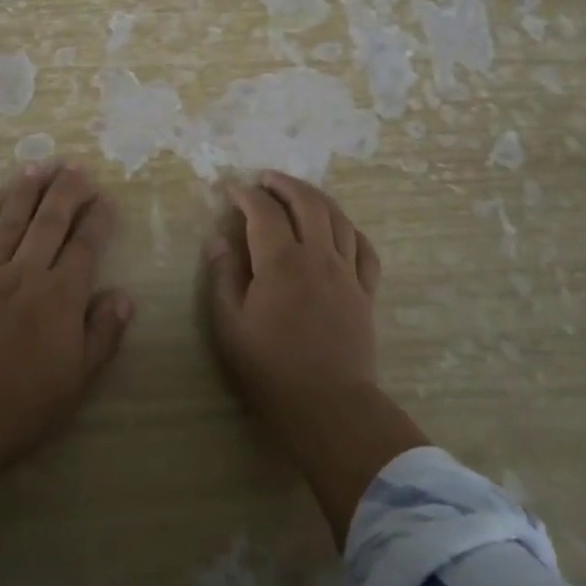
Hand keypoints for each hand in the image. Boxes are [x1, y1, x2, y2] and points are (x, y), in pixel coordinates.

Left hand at [0, 162, 133, 460]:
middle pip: (49, 223)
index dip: (97, 220)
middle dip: (65, 192)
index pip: (85, 246)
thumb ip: (103, 332)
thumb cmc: (28, 399)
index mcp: (62, 294)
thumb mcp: (80, 375)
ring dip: (23, 194)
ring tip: (34, 167)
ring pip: (9, 224)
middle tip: (74, 166)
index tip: (105, 197)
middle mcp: (28, 274)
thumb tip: (124, 296)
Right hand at [204, 171, 425, 544]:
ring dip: (316, 198)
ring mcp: (347, 272)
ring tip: (299, 193)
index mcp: (281, 262)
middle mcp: (318, 256)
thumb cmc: (271, 368)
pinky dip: (350, 229)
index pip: (264, 211)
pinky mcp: (365, 291)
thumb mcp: (230, 326)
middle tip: (266, 179)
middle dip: (284, 184)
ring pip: (337, 218)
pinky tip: (340, 228)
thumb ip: (223, 277)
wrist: (328, 406)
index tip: (233, 191)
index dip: (246, 195)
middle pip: (306, 202)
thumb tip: (220, 240)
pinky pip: (364, 248)